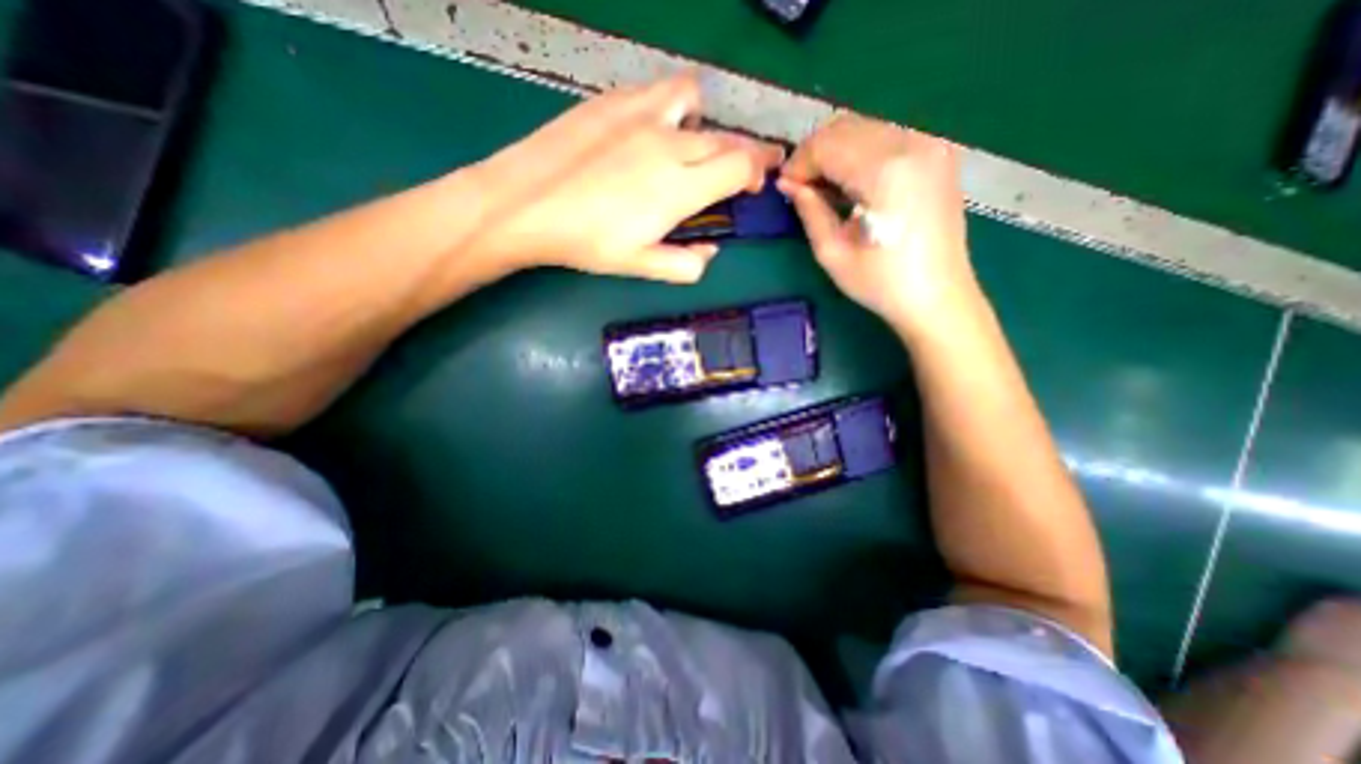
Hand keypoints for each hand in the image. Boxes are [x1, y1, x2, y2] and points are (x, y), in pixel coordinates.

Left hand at [469, 74, 788, 282]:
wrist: (526, 203)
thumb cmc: (586, 242)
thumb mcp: (640, 266)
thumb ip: (686, 264)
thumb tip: (710, 252)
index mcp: (679, 188)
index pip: (740, 167)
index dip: (757, 174)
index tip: (755, 186)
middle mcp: (669, 144)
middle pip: (725, 139)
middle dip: (745, 153)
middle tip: (742, 169)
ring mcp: (640, 116)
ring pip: (696, 103)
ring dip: (708, 122)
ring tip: (696, 142)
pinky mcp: (614, 101)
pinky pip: (658, 92)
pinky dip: (671, 108)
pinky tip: (655, 129)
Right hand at [775, 109, 977, 331]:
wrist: (939, 296)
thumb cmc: (881, 283)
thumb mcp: (833, 253)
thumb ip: (809, 210)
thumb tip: (787, 184)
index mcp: (886, 171)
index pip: (827, 145)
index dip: (799, 163)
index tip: (785, 187)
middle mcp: (912, 143)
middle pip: (846, 127)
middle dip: (815, 154)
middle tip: (800, 187)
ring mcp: (931, 143)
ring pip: (866, 126)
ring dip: (837, 150)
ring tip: (824, 186)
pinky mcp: (939, 151)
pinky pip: (888, 134)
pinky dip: (861, 150)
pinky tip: (853, 181)